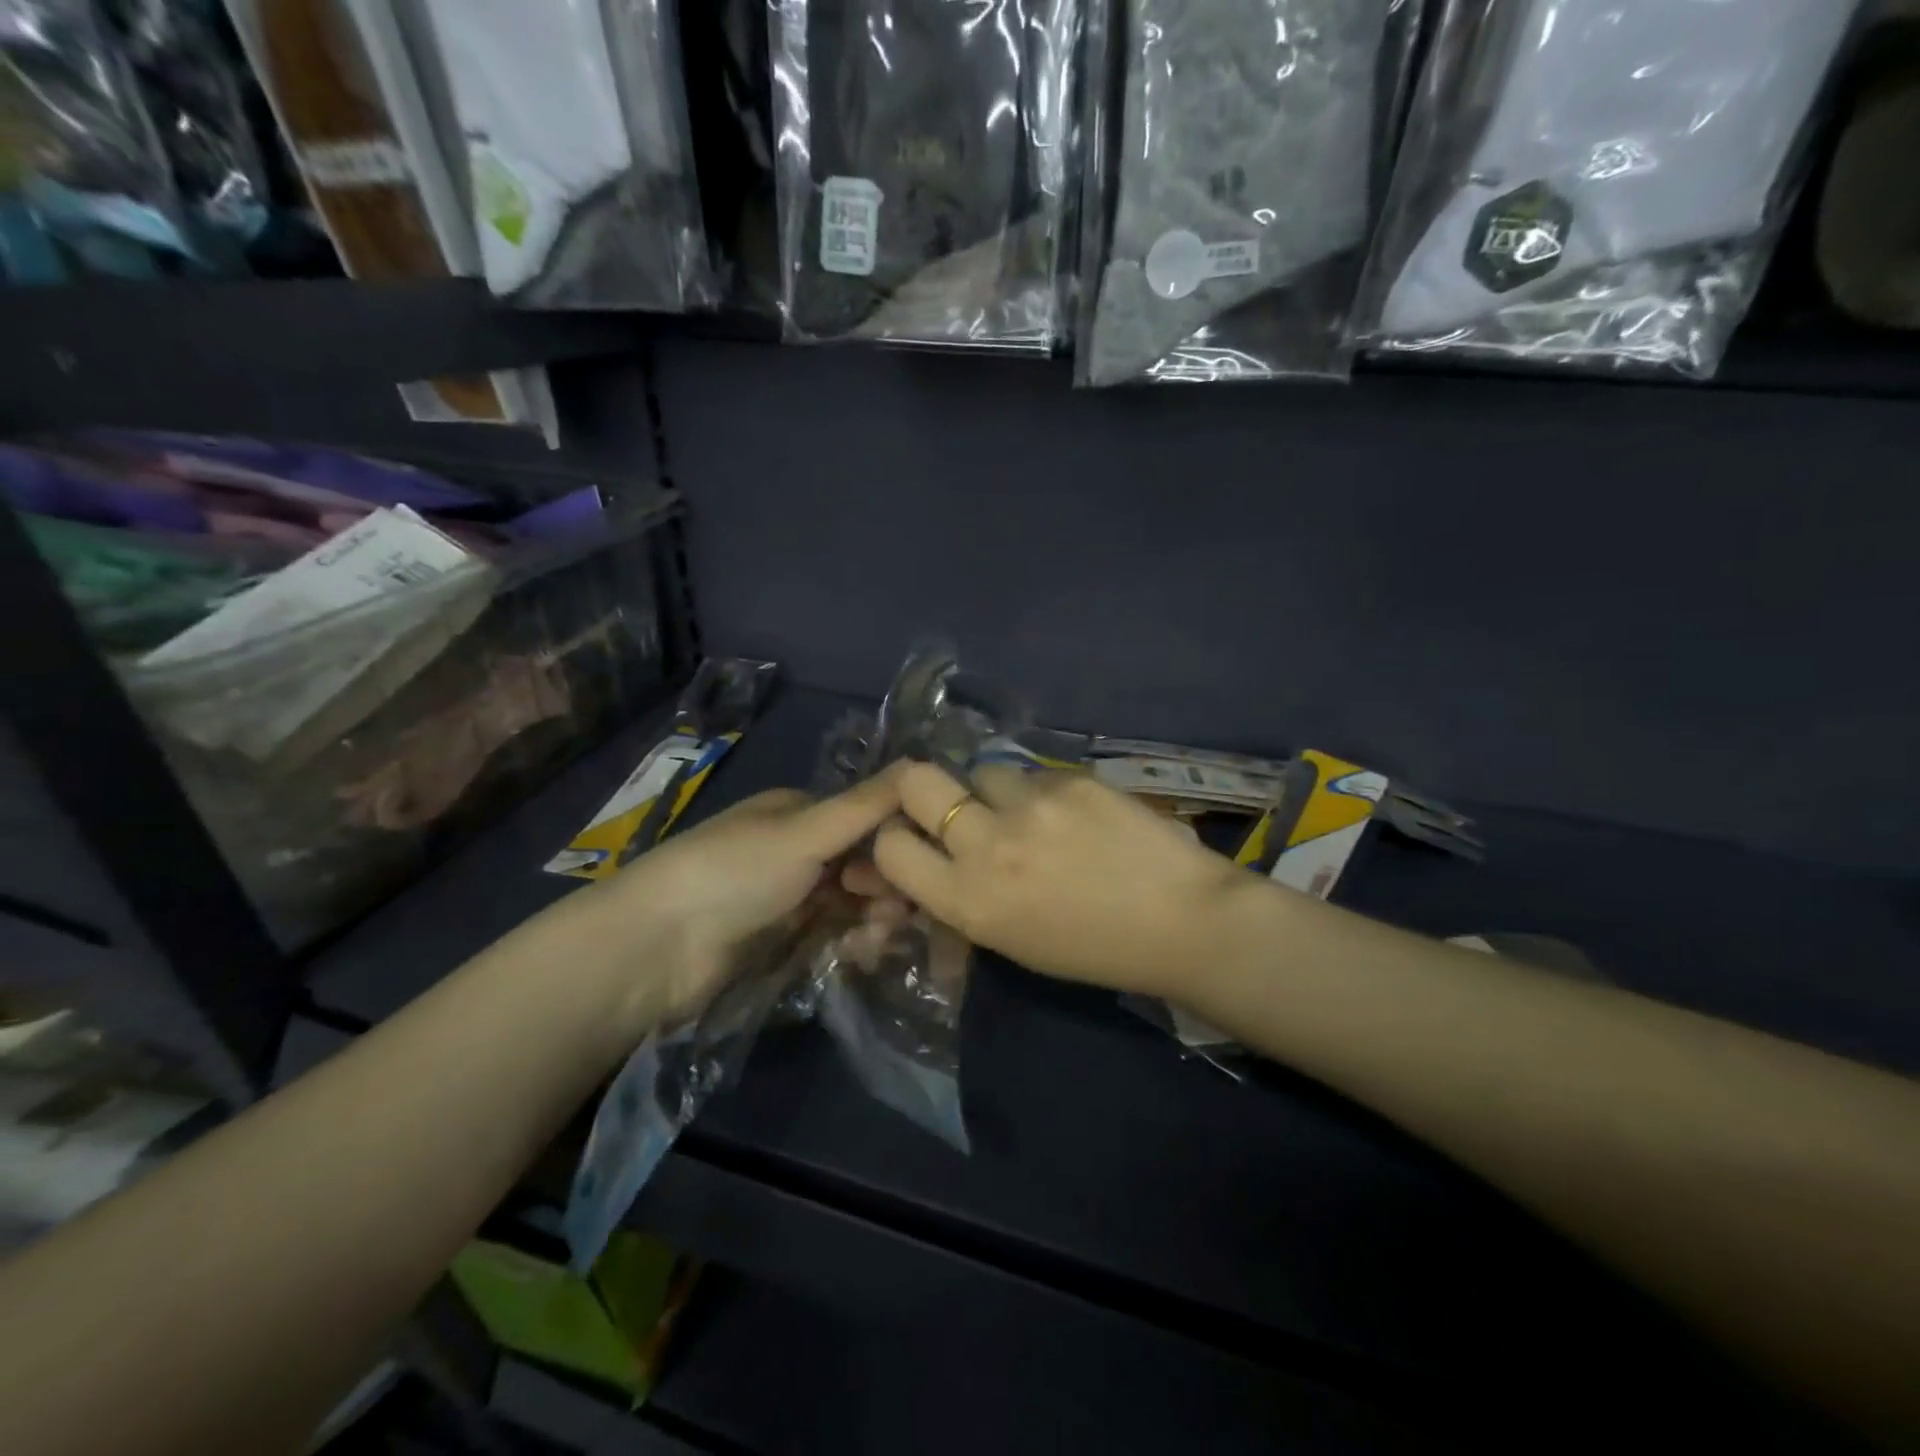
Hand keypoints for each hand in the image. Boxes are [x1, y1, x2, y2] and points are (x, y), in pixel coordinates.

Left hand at [552, 769, 903, 1037]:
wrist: (658, 948)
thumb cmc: (734, 872)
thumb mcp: (804, 831)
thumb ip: (866, 805)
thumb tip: (924, 762)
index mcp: (797, 812)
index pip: (865, 818)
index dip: (896, 841)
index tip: (919, 868)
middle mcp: (796, 850)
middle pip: (862, 863)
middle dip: (888, 886)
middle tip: (900, 913)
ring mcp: (789, 897)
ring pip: (852, 903)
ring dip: (875, 918)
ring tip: (879, 939)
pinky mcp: (782, 941)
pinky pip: (833, 935)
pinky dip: (853, 942)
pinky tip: (861, 954)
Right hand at [865, 761, 1251, 998]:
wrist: (1182, 921)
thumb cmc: (1093, 950)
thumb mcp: (1010, 941)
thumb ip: (961, 900)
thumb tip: (928, 869)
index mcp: (968, 902)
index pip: (890, 846)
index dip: (895, 838)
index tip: (916, 840)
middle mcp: (987, 846)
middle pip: (915, 781)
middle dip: (918, 788)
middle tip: (946, 802)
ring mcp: (1031, 805)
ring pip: (981, 771)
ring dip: (992, 792)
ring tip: (1030, 814)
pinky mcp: (1070, 779)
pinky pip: (1034, 774)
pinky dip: (1042, 792)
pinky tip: (1074, 815)